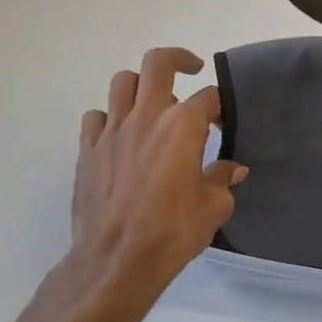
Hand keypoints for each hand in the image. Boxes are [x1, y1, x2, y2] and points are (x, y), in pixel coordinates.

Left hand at [66, 47, 246, 307]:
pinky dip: (110, 118)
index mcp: (183, 125)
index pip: (208, 96)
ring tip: (153, 105)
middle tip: (190, 71)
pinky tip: (121, 138)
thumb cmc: (173, 232)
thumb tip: (234, 169)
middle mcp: (146, 116)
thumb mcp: (214, 207)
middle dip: (178, 60)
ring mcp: (112, 130)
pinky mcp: (87, 149)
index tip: (224, 120)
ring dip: (141, 86)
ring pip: (122, 82)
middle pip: (158, 63)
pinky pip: (96, 117)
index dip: (220, 105)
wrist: (117, 260)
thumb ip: (224, 179)